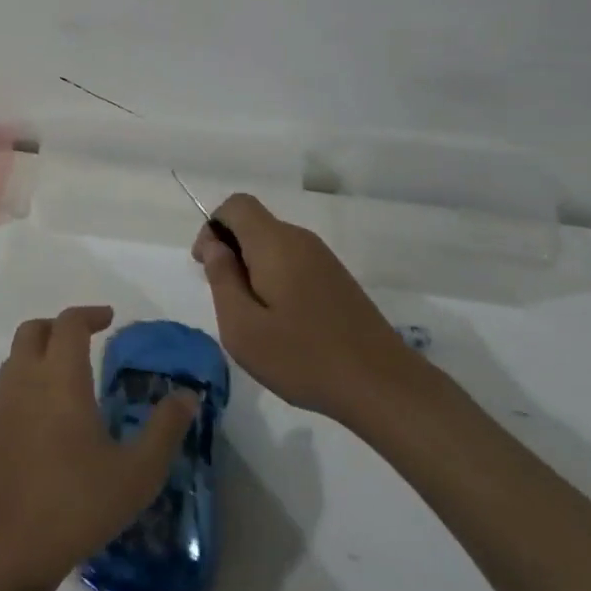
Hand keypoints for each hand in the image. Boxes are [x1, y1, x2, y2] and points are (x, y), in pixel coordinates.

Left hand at [0, 305, 197, 590]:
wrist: (10, 548)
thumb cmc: (78, 504)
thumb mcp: (137, 472)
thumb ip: (165, 429)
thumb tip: (187, 395)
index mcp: (60, 379)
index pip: (69, 324)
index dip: (89, 314)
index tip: (110, 319)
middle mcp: (27, 382)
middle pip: (33, 331)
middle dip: (59, 326)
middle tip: (87, 339)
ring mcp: (3, 407)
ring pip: (16, 357)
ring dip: (40, 350)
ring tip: (68, 372)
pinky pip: (8, 387)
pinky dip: (28, 380)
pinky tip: (49, 415)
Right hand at [193, 194, 425, 426]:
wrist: (382, 385)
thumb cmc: (303, 357)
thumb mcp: (242, 327)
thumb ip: (222, 278)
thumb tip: (214, 245)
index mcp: (275, 243)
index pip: (236, 205)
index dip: (213, 227)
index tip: (208, 267)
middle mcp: (301, 240)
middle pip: (254, 224)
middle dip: (231, 252)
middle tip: (228, 301)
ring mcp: (324, 259)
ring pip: (273, 245)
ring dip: (253, 269)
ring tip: (255, 318)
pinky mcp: (337, 279)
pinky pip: (294, 263)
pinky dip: (276, 280)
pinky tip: (283, 324)